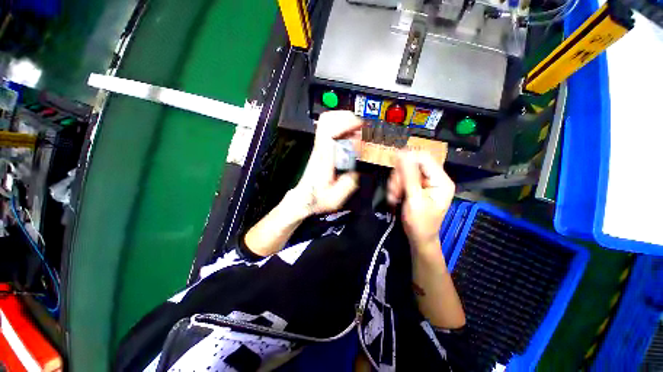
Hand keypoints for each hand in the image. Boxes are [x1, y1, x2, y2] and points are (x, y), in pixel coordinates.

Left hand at [292, 111, 362, 215]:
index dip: (346, 124)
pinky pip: (329, 130)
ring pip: (327, 122)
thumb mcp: (336, 197)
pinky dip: (342, 127)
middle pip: (326, 120)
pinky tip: (351, 137)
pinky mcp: (321, 148)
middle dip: (346, 117)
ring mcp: (319, 146)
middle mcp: (320, 148)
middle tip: (360, 126)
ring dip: (344, 120)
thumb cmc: (318, 198)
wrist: (305, 198)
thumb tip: (360, 167)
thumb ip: (350, 182)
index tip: (360, 127)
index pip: (330, 131)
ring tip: (358, 129)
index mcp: (324, 159)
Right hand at [387, 151, 454, 251]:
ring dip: (396, 183)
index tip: (392, 163)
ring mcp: (425, 183)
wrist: (419, 238)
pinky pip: (403, 179)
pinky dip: (396, 187)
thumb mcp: (414, 200)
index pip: (424, 158)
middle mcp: (435, 178)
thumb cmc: (419, 223)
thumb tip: (403, 155)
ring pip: (405, 172)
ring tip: (393, 197)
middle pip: (412, 165)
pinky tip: (395, 197)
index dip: (407, 157)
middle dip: (400, 176)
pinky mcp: (417, 187)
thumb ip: (409, 176)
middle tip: (394, 190)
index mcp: (441, 180)